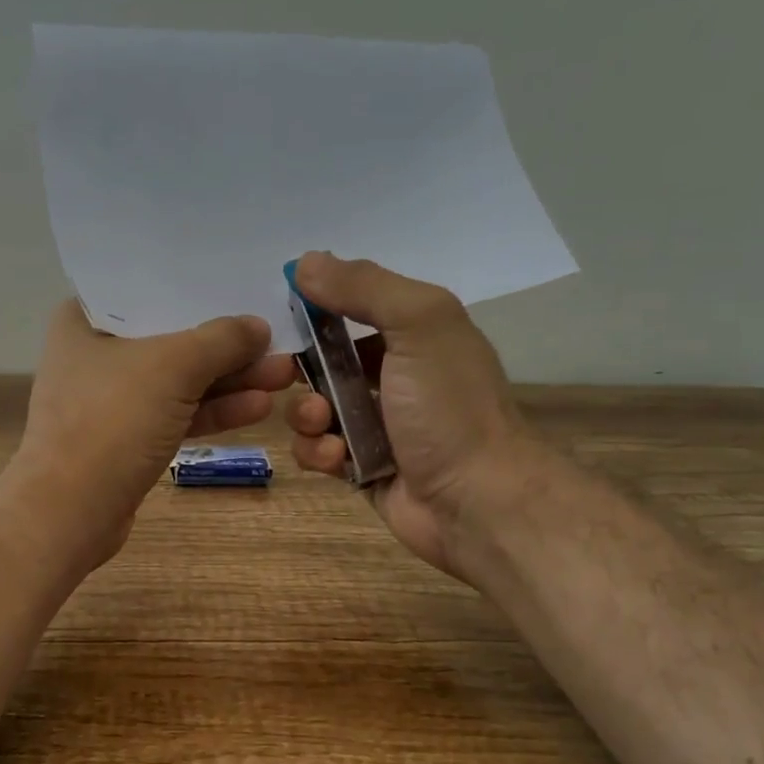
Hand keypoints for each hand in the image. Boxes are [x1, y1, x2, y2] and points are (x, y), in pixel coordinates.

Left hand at [2, 299, 297, 568]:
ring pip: (180, 380)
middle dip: (228, 343)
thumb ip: (221, 340)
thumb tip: (258, 326)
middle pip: (172, 337)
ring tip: (284, 375)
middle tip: (280, 340)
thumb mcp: (172, 367)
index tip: (246, 286)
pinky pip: (177, 413)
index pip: (149, 288)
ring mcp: (112, 400)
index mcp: (85, 320)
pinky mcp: (128, 438)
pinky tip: (258, 407)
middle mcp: (95, 353)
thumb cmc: (111, 421)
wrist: (70, 513)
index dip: (200, 287)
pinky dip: (213, 410)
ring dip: (230, 379)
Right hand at [286, 252, 547, 579]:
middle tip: (292, 378)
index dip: (316, 309)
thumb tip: (304, 263)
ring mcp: (376, 425)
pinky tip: (336, 459)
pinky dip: (318, 452)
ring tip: (323, 424)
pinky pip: (318, 451)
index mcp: (413, 334)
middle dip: (301, 369)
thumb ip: (364, 287)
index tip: (286, 315)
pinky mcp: (360, 467)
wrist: (477, 501)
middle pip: (323, 361)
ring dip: (306, 414)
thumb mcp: (419, 324)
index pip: (351, 307)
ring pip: (313, 408)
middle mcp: (394, 375)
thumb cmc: (449, 407)